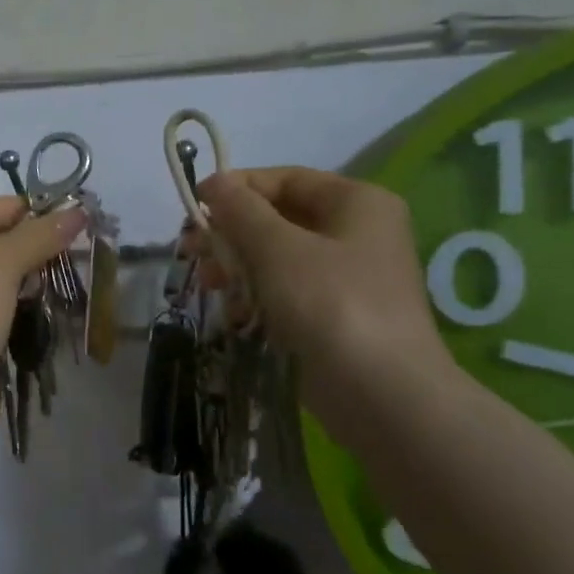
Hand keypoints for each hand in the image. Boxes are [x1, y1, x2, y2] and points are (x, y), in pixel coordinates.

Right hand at [187, 167, 454, 427]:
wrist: (382, 394)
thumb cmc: (330, 304)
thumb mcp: (277, 248)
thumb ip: (241, 210)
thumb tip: (213, 182)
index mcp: (356, 203)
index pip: (285, 179)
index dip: (236, 188)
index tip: (194, 206)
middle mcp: (357, 232)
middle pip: (279, 218)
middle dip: (231, 232)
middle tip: (191, 249)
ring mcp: (348, 276)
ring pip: (278, 257)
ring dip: (238, 265)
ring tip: (210, 283)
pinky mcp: (335, 315)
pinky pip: (287, 291)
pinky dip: (258, 296)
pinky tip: (235, 314)